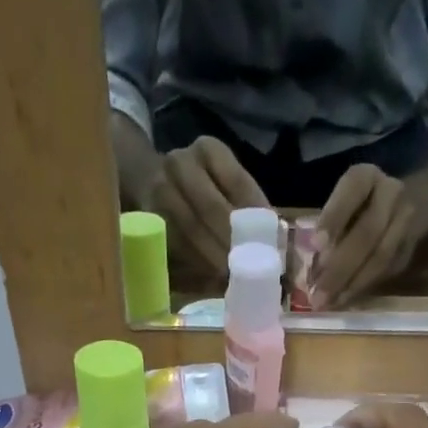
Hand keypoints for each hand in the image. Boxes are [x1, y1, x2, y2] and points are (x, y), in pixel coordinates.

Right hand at [134, 136, 269, 281]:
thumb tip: (280, 245)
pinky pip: (174, 243)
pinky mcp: (147, 215)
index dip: (255, 216)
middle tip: (249, 269)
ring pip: (190, 228)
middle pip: (211, 206)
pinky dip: (195, 262)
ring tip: (232, 278)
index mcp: (208, 149)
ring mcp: (159, 187)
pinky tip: (210, 277)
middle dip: (232, 241)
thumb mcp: (225, 183)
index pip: (238, 182)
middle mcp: (181, 163)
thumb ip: (251, 207)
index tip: (269, 244)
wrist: (147, 178)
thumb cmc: (201, 187)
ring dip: (214, 257)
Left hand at [312, 164, 418, 308]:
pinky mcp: (410, 247)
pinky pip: (387, 271)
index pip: (352, 190)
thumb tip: (308, 274)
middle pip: (368, 232)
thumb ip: (328, 230)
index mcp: (366, 176)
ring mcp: (406, 220)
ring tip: (329, 303)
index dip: (334, 217)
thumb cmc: (356, 206)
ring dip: (352, 284)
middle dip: (340, 267)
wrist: (403, 204)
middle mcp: (391, 193)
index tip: (316, 244)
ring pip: (381, 256)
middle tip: (318, 294)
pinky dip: (364, 288)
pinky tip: (344, 301)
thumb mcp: (340, 204)